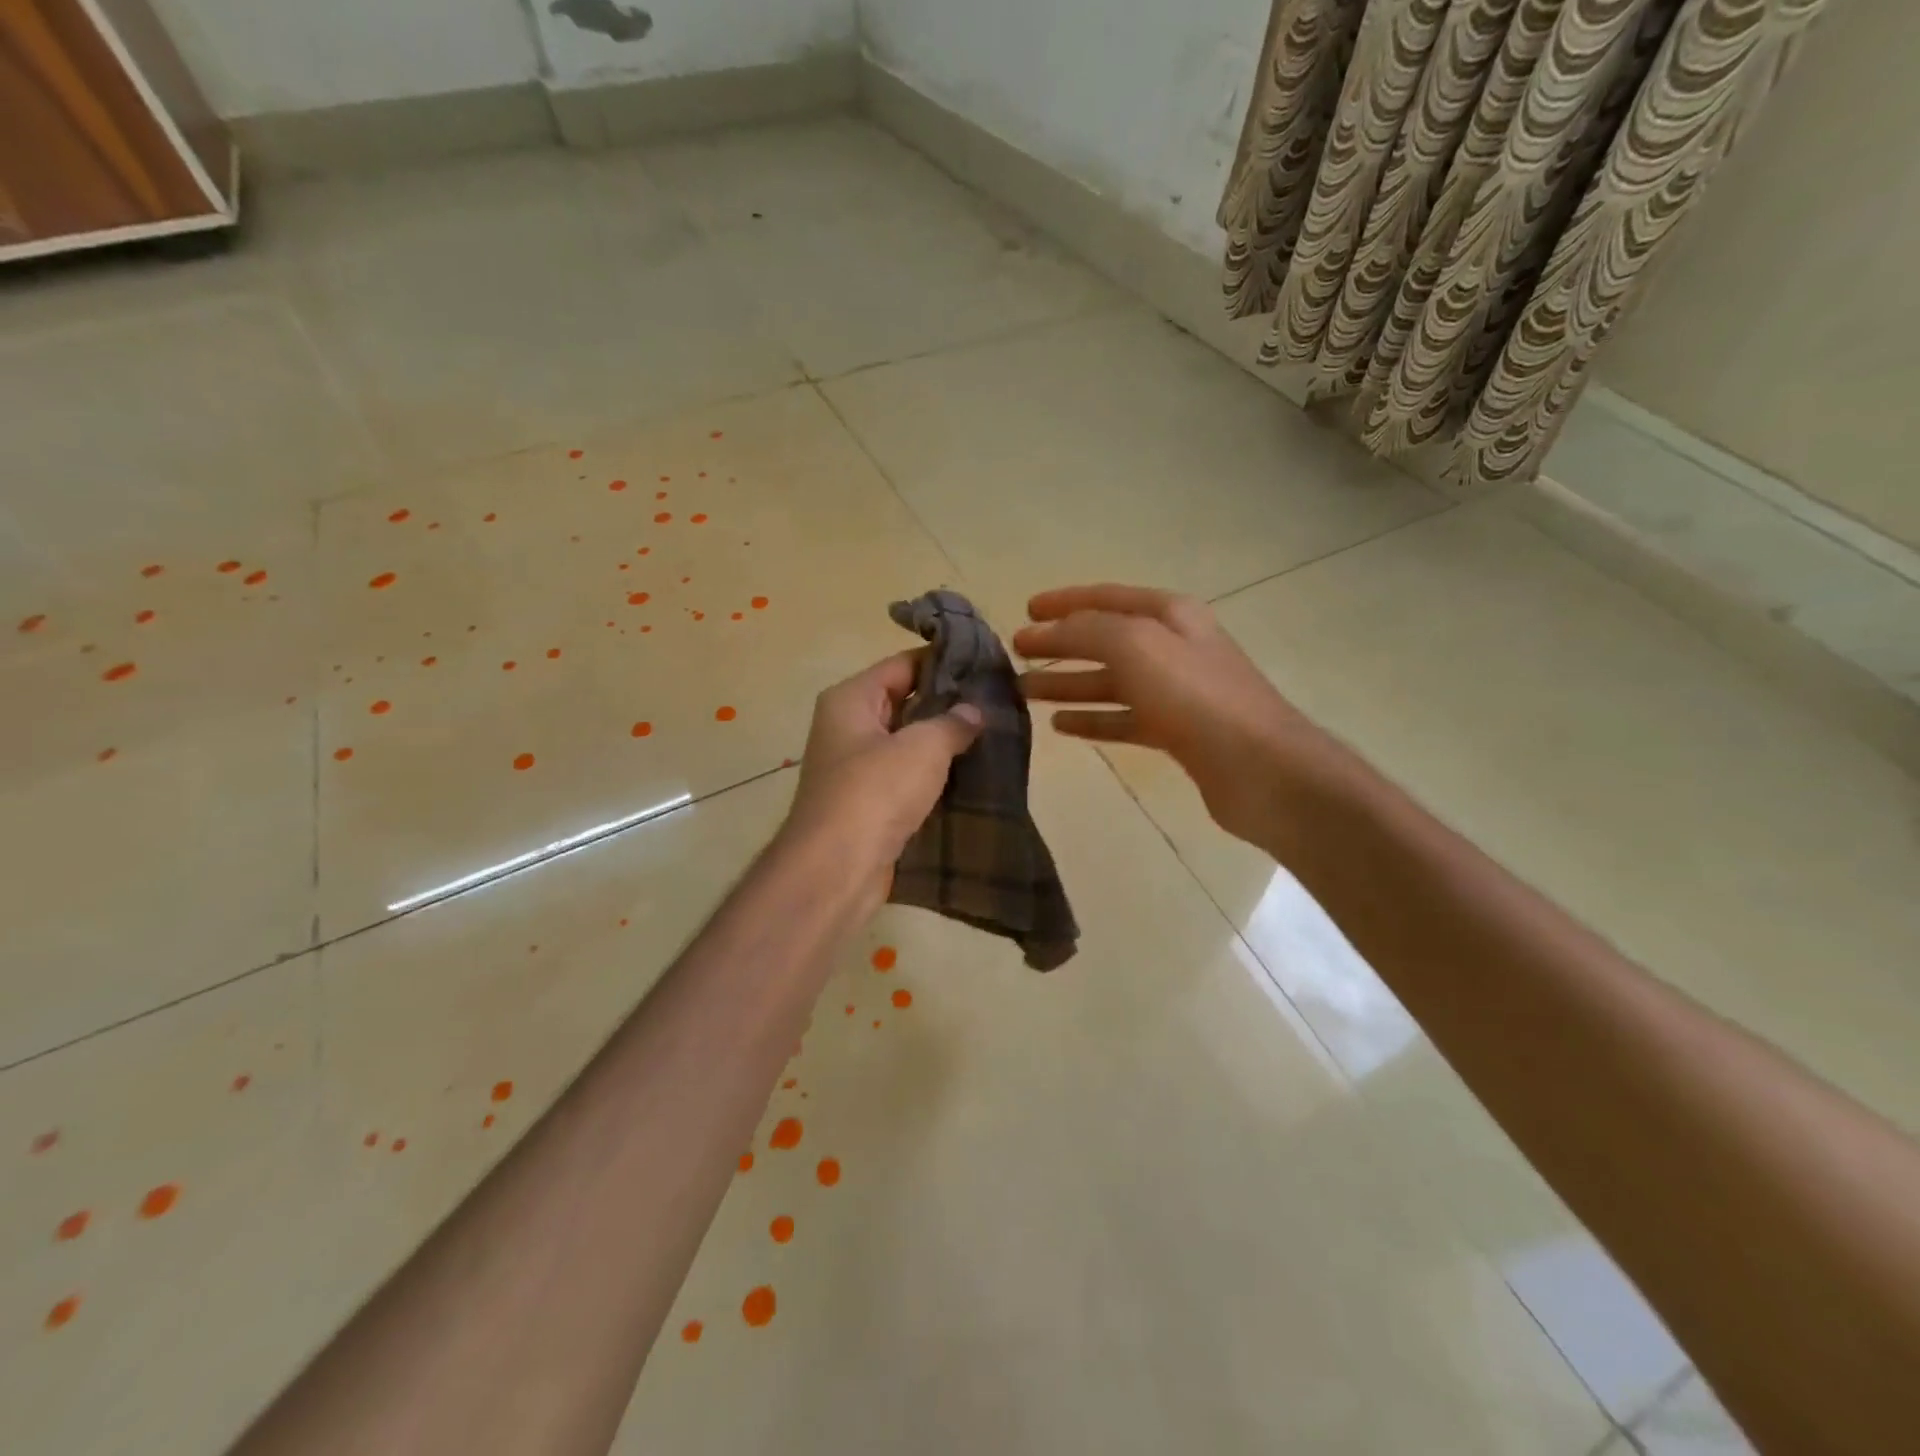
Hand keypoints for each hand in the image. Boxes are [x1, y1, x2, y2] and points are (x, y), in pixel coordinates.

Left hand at [782, 651, 982, 889]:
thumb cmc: (875, 792)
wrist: (836, 868)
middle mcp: (848, 727)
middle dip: (948, 704)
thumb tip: (974, 712)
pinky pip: (905, 777)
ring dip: (943, 743)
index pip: (903, 665)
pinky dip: (933, 776)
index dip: (944, 662)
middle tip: (996, 704)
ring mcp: (856, 767)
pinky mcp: (867, 803)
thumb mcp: (922, 747)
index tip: (986, 666)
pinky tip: (970, 775)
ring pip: (907, 743)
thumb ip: (953, 723)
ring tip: (992, 737)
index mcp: (851, 699)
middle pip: (904, 702)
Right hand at [1014, 585, 1338, 849]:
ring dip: (1068, 684)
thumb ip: (1087, 631)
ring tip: (1024, 692)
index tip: (1025, 611)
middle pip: (1104, 640)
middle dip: (1059, 645)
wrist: (1258, 767)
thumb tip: (1050, 631)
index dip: (1064, 602)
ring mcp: (1175, 692)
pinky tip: (1061, 726)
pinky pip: (1122, 719)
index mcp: (1169, 614)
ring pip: (1110, 681)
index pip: (1106, 598)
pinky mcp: (1176, 733)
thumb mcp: (1134, 645)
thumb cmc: (1194, 696)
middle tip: (1015, 655)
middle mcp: (1173, 647)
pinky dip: (1092, 719)